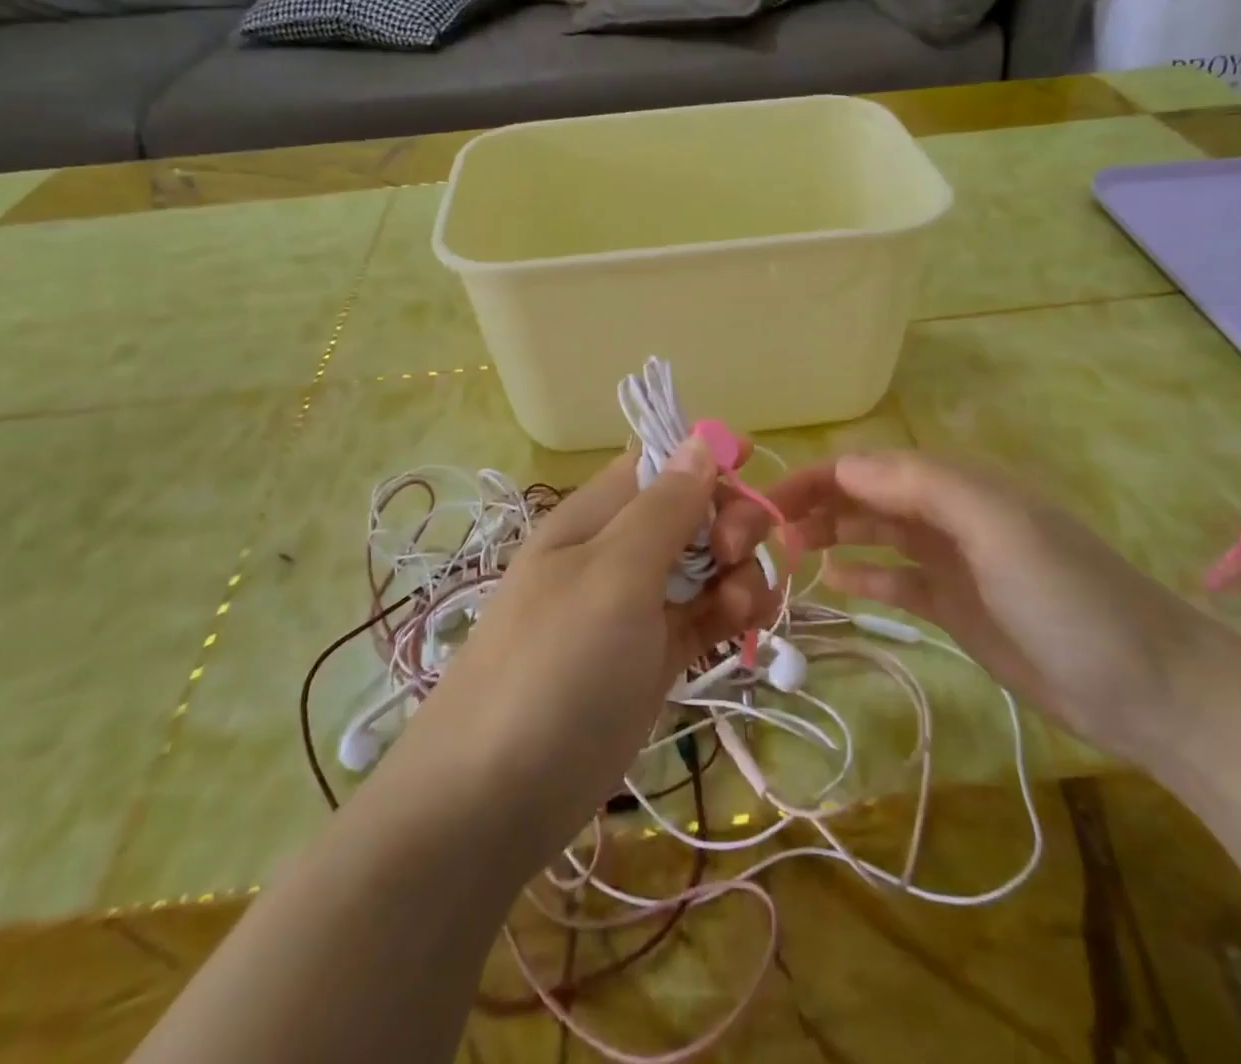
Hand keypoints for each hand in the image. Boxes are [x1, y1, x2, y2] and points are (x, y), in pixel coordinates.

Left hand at [396, 439, 778, 866]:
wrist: (494, 801)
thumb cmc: (554, 666)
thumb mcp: (613, 575)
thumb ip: (664, 508)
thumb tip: (700, 440)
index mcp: (596, 517)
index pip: (661, 464)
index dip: (707, 465)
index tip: (746, 484)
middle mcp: (618, 552)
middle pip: (692, 513)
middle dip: (729, 522)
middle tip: (735, 555)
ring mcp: (636, 607)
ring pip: (706, 564)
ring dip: (739, 572)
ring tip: (742, 608)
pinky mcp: (653, 657)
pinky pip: (705, 614)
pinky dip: (731, 612)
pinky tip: (743, 626)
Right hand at [717, 450, 1205, 764]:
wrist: (1149, 689)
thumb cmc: (1069, 597)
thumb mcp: (999, 527)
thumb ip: (922, 486)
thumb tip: (844, 465)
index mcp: (957, 484)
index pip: (870, 466)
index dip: (817, 478)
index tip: (766, 504)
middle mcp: (950, 514)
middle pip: (868, 497)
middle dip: (817, 504)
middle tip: (766, 535)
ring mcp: (954, 562)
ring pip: (877, 535)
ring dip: (833, 535)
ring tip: (788, 552)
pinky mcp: (958, 607)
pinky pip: (899, 580)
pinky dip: (866, 575)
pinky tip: (834, 582)